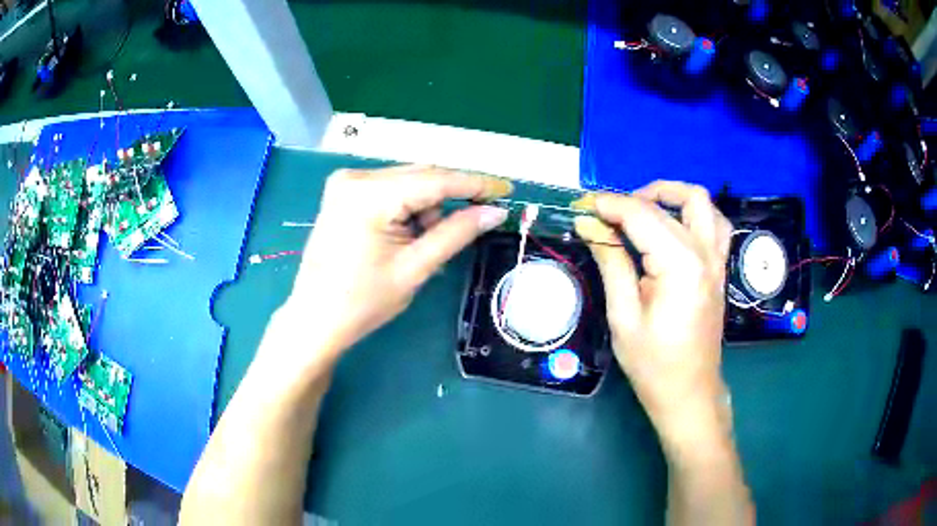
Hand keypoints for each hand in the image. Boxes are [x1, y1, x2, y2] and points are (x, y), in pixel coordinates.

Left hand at [275, 165, 510, 370]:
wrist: (315, 318)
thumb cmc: (362, 302)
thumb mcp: (415, 268)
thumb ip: (456, 233)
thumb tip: (495, 212)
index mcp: (370, 194)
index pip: (436, 179)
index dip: (476, 183)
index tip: (506, 189)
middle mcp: (356, 177)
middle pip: (421, 176)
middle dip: (449, 199)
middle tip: (476, 221)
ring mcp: (346, 182)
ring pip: (407, 182)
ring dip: (426, 207)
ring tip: (422, 246)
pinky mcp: (343, 192)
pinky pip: (390, 189)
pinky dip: (407, 207)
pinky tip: (404, 235)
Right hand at [574, 181, 732, 446]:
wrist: (689, 393)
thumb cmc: (653, 364)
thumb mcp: (623, 316)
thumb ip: (611, 262)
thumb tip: (589, 225)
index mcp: (680, 265)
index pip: (641, 215)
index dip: (609, 205)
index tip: (582, 206)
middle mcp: (705, 253)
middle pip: (671, 202)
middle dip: (634, 198)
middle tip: (609, 214)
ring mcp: (717, 258)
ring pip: (701, 202)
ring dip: (671, 196)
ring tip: (643, 210)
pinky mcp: (719, 267)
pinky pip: (714, 223)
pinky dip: (693, 213)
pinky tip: (674, 227)